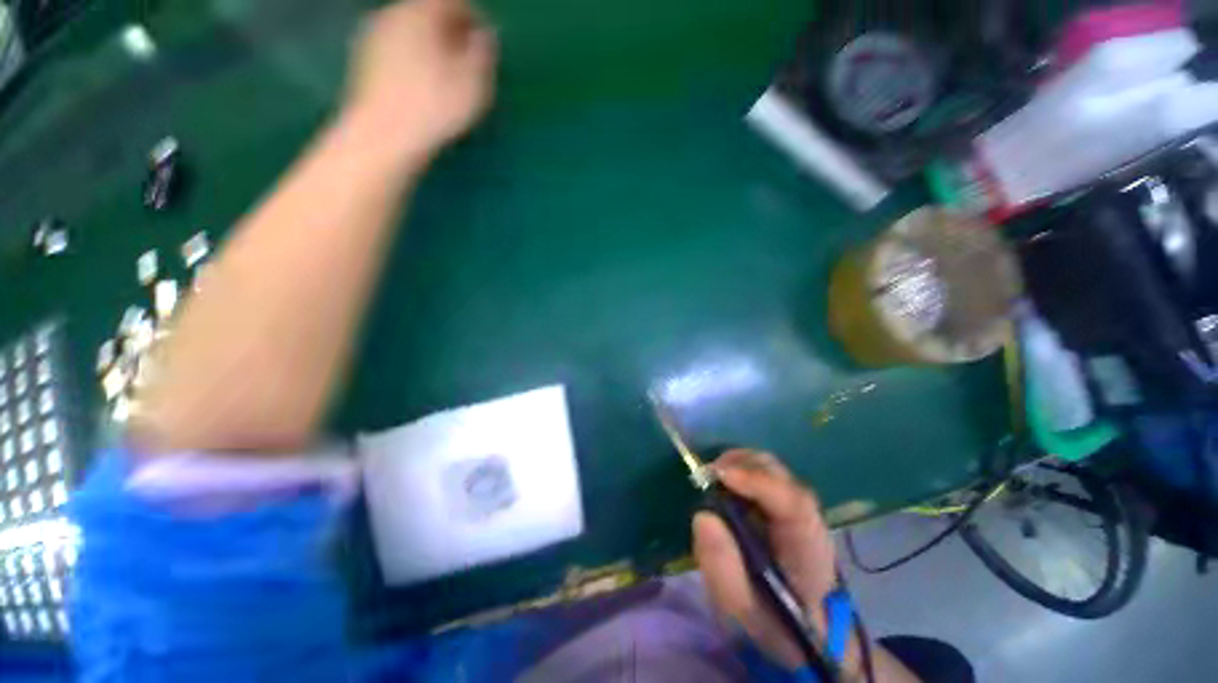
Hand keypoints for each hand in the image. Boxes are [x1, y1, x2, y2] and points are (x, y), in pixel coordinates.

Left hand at [343, 0, 496, 163]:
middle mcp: (394, 14)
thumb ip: (482, 53)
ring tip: (449, 75)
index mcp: (421, 13)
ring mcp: (374, 35)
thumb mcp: (473, 83)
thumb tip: (485, 35)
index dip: (476, 18)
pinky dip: (416, 57)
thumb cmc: (434, 108)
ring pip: (413, 29)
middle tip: (470, 60)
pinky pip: (399, 47)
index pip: (454, 0)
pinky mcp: (365, 60)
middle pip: (429, 11)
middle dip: (453, 31)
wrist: (383, 137)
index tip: (488, 44)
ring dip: (433, 45)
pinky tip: (424, 85)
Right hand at [693, 450, 839, 668]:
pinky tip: (723, 483)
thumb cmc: (775, 624)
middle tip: (705, 475)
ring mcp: (799, 509)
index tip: (719, 476)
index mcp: (807, 549)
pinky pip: (764, 475)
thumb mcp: (741, 610)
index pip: (792, 503)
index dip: (757, 482)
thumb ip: (722, 568)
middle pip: (780, 474)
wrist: (806, 630)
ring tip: (710, 478)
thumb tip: (702, 515)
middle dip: (740, 464)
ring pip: (771, 468)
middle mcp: (809, 519)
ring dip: (738, 463)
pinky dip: (740, 470)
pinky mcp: (786, 506)